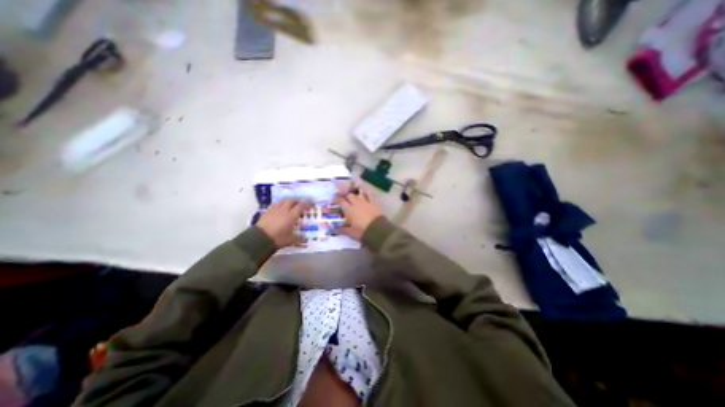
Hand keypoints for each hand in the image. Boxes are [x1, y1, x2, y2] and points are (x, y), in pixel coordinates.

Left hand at [256, 200, 310, 247]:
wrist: (260, 238)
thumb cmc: (278, 238)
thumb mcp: (290, 239)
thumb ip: (299, 238)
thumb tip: (306, 239)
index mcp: (292, 215)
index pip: (301, 206)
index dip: (307, 204)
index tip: (311, 204)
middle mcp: (284, 210)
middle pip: (292, 201)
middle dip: (297, 201)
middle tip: (300, 204)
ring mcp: (275, 209)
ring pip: (283, 200)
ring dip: (288, 201)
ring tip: (290, 204)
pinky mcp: (267, 211)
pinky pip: (275, 204)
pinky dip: (280, 204)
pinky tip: (280, 207)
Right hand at [335, 184, 380, 241]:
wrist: (377, 230)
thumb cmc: (361, 232)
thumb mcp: (350, 233)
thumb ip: (343, 230)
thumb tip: (335, 230)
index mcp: (349, 210)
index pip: (341, 201)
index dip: (337, 199)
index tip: (335, 198)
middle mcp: (356, 203)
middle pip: (349, 195)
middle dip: (345, 195)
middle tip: (344, 196)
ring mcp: (365, 202)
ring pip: (359, 193)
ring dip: (355, 192)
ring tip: (354, 192)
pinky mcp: (373, 203)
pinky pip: (369, 195)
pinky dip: (366, 192)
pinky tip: (365, 191)